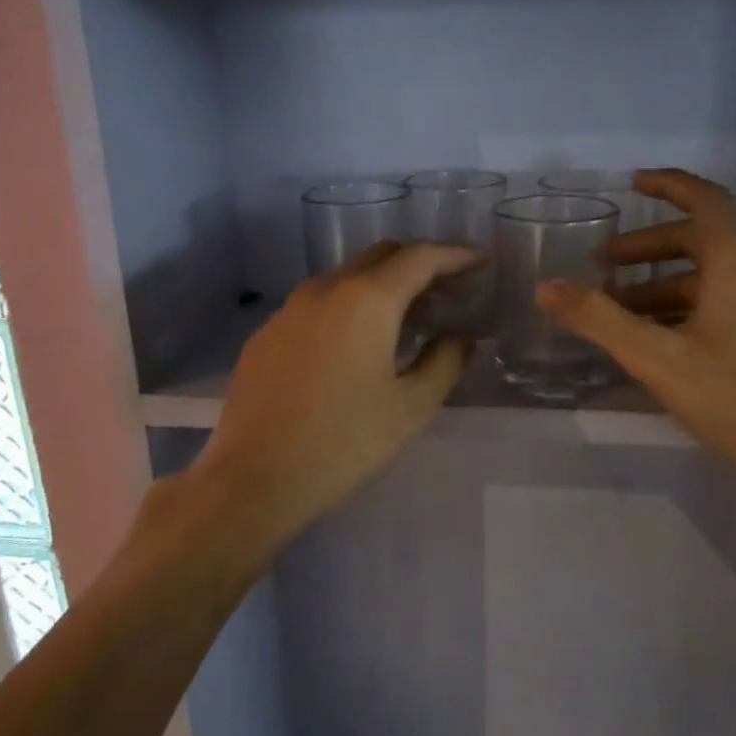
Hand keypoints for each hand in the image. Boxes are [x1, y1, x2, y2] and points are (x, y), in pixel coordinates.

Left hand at [191, 242, 477, 561]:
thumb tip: (460, 337)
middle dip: (420, 264)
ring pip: (347, 276)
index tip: (481, 262)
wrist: (253, 479)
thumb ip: (445, 362)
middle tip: (449, 290)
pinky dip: (349, 305)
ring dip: (383, 284)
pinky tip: (357, 342)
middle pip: (382, 256)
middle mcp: (326, 289)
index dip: (456, 255)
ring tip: (409, 316)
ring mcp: (290, 308)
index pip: (420, 257)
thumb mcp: (411, 408)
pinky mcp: (267, 332)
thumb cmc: (344, 444)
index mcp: (367, 300)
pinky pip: (318, 302)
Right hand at [537, 168, 735, 505]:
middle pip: (699, 242)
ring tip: (619, 313)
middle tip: (601, 267)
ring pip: (708, 280)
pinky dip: (683, 309)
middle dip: (646, 250)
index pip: (705, 201)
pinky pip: (722, 305)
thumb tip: (546, 286)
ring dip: (660, 286)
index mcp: (735, 266)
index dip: (668, 185)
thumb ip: (599, 320)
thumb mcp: (658, 358)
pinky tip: (659, 343)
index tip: (632, 184)